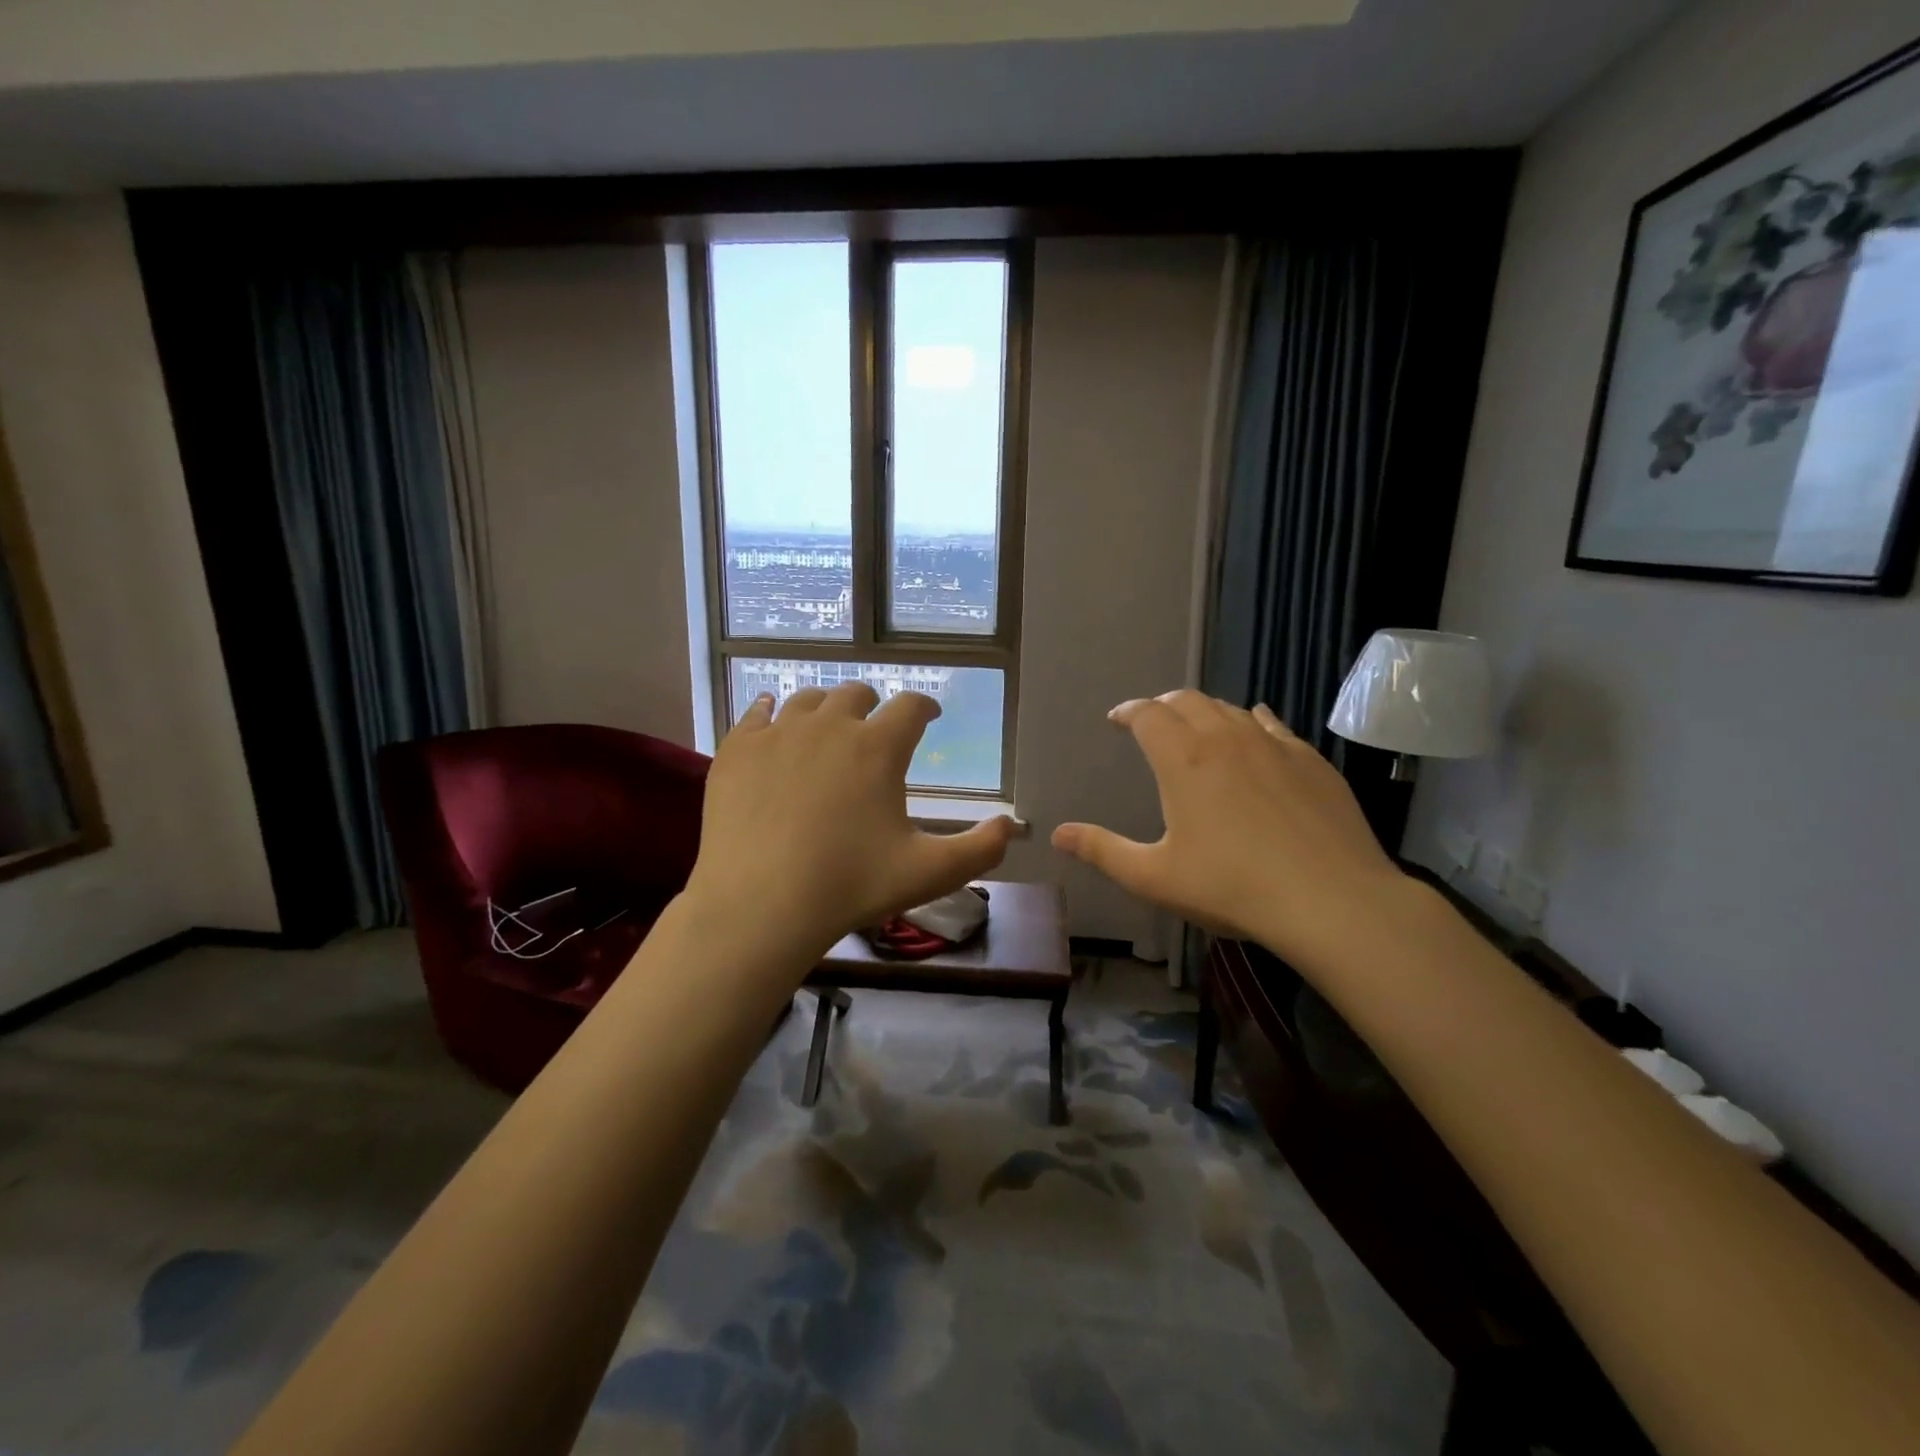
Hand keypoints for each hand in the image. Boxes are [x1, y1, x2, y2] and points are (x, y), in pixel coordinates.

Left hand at [683, 682, 1015, 965]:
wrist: (758, 906)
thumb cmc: (849, 886)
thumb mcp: (928, 873)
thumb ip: (979, 849)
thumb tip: (1012, 826)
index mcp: (878, 747)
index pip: (911, 707)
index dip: (924, 707)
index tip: (928, 716)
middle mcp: (829, 725)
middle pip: (855, 693)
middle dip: (872, 705)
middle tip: (875, 726)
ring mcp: (777, 733)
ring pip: (807, 699)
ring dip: (825, 707)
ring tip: (827, 725)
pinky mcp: (736, 750)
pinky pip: (755, 714)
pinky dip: (768, 713)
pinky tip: (769, 718)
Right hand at [1052, 691, 1407, 968]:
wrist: (1332, 900)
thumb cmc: (1232, 887)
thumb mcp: (1154, 877)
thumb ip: (1102, 851)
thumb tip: (1057, 834)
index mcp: (1183, 759)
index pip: (1147, 715)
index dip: (1128, 712)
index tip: (1116, 719)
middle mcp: (1225, 738)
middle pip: (1187, 700)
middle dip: (1162, 705)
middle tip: (1151, 722)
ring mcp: (1273, 745)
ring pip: (1229, 708)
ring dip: (1204, 711)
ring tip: (1196, 727)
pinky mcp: (1311, 760)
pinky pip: (1272, 724)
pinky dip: (1251, 720)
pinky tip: (1254, 727)